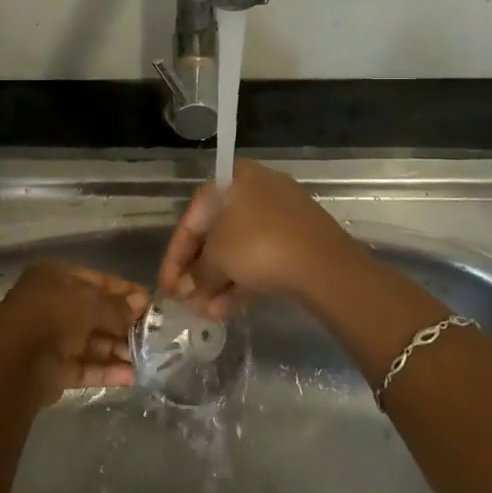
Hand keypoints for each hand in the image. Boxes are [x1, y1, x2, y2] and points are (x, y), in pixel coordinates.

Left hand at [0, 261, 147, 405]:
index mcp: (53, 277)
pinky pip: (84, 366)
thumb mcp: (90, 303)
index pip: (96, 280)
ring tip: (148, 358)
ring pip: (90, 341)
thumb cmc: (53, 317)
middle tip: (153, 334)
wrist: (15, 366)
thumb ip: (117, 306)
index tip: (150, 303)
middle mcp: (50, 304)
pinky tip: (131, 376)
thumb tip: (142, 302)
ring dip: (117, 349)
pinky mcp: (52, 369)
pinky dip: (105, 370)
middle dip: (123, 324)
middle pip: (94, 312)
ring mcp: (50, 337)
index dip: (124, 291)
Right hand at [157, 160, 361, 316]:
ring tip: (204, 312)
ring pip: (239, 249)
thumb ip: (197, 273)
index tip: (166, 285)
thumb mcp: (217, 258)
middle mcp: (257, 189)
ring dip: (218, 281)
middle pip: (216, 233)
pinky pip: (261, 257)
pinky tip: (225, 310)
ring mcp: (281, 215)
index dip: (175, 254)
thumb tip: (186, 289)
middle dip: (199, 271)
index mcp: (234, 179)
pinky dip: (242, 280)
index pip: (193, 217)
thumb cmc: (259, 246)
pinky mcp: (298, 240)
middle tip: (185, 300)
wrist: (325, 265)